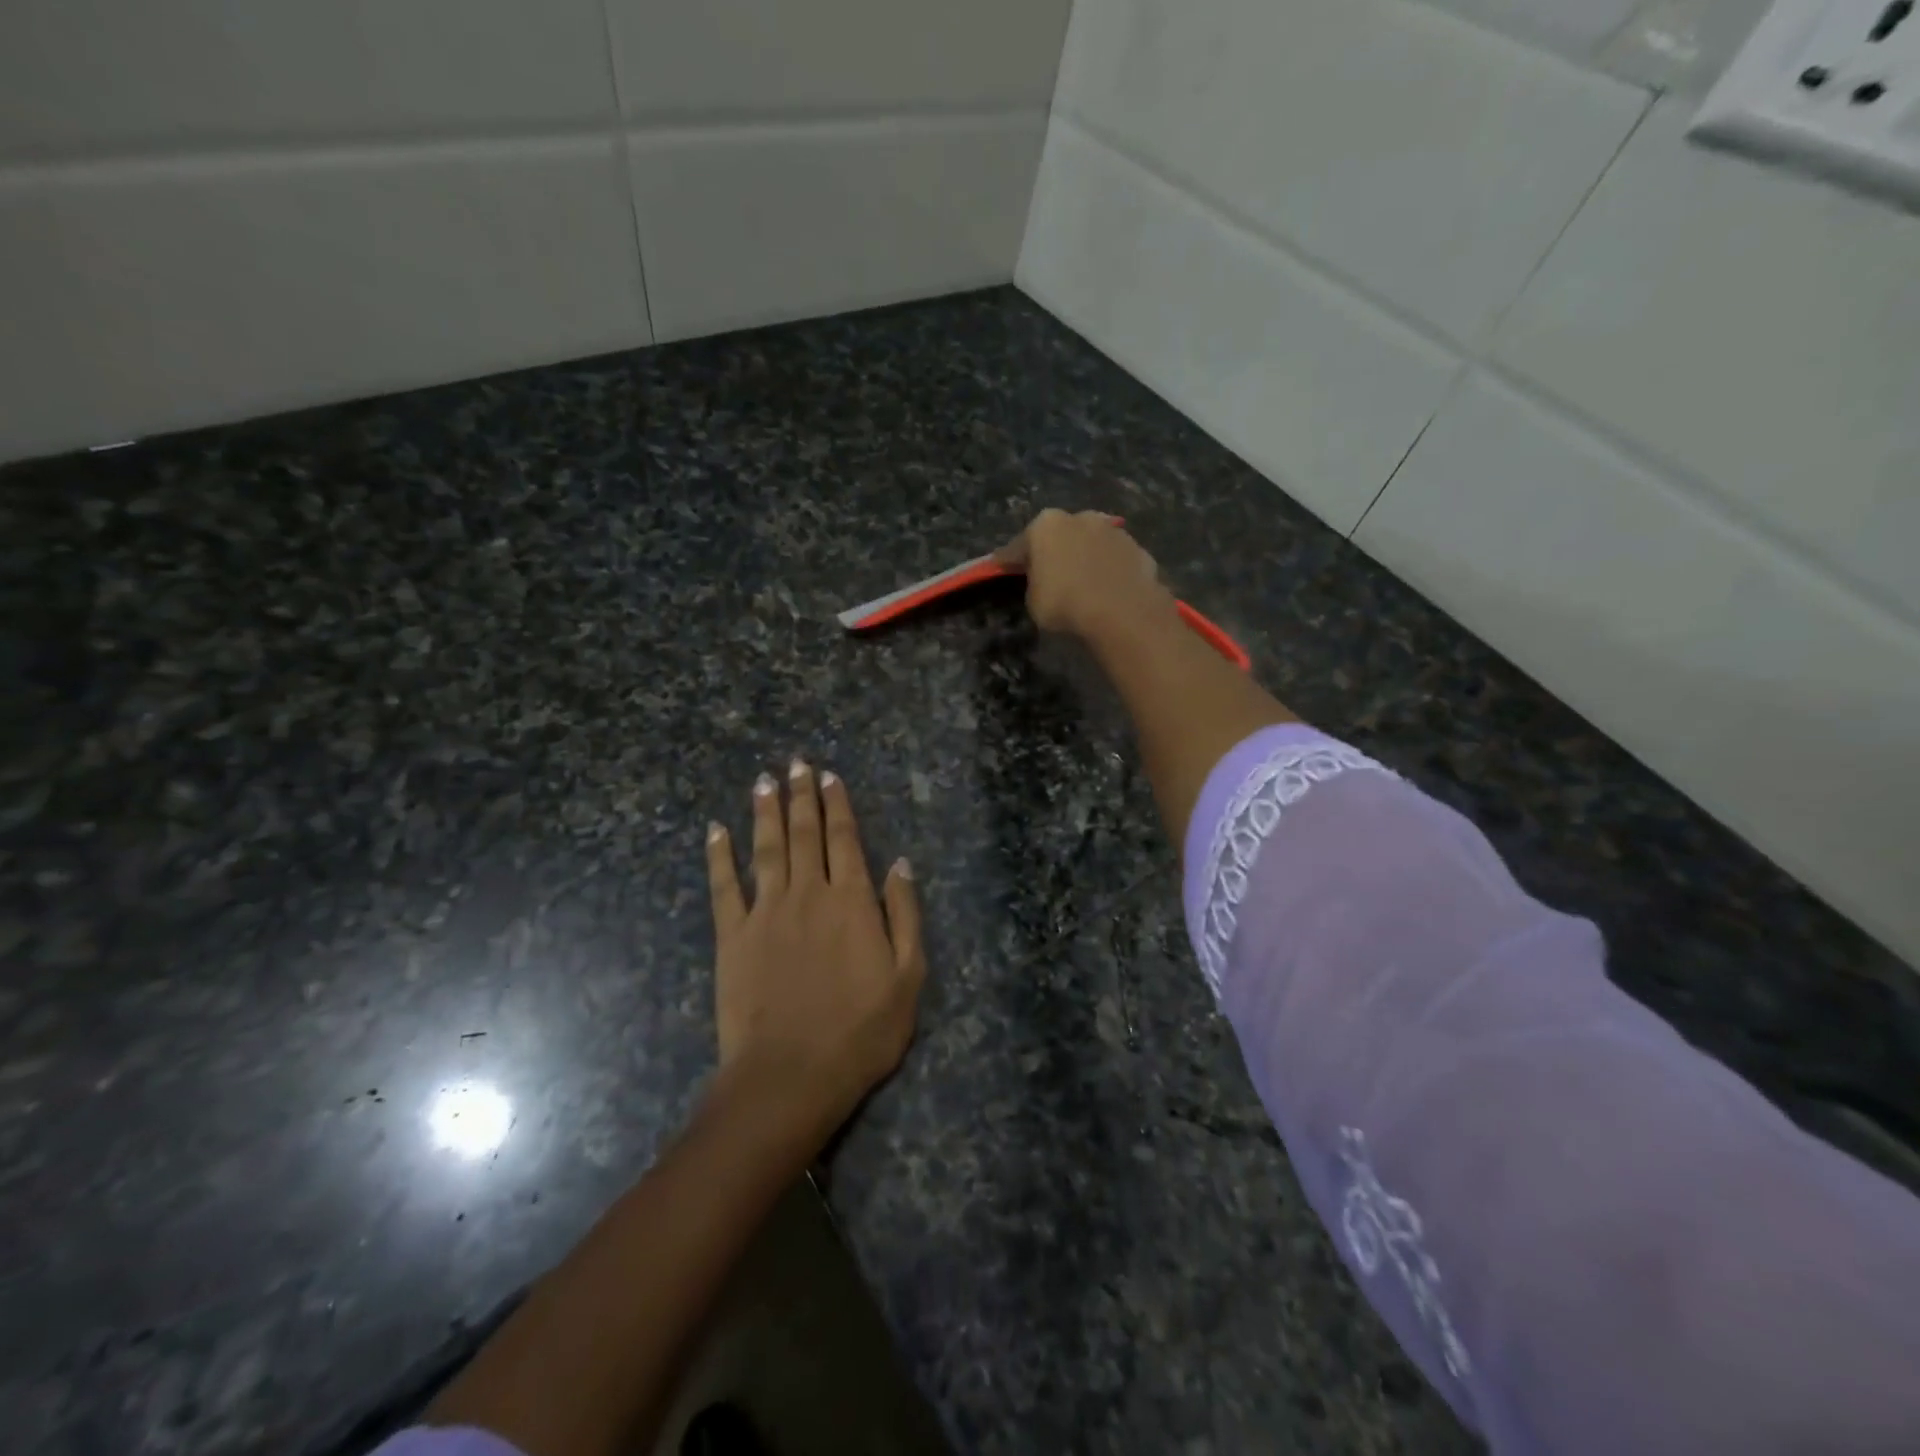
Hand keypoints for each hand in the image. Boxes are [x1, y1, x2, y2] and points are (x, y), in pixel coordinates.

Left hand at [705, 760, 925, 1142]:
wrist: (790, 1076)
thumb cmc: (860, 1032)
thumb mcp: (909, 978)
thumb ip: (905, 915)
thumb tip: (900, 863)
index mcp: (851, 901)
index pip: (844, 839)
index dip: (838, 805)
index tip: (830, 776)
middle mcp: (808, 893)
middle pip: (804, 833)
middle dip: (802, 795)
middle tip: (797, 762)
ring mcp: (766, 912)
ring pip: (766, 847)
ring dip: (765, 810)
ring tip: (764, 779)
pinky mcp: (732, 936)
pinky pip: (724, 886)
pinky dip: (719, 855)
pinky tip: (716, 829)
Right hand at [995, 508, 1178, 641]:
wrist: (1124, 612)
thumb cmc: (1065, 603)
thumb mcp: (1033, 600)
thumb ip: (1034, 583)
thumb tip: (1043, 579)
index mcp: (1045, 525)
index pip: (1018, 545)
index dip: (1009, 560)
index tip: (1002, 568)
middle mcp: (1080, 518)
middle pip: (1060, 536)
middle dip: (1053, 551)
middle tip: (1048, 573)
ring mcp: (1113, 531)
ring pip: (1091, 544)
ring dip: (1085, 558)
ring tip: (1083, 583)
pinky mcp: (1139, 549)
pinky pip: (1115, 561)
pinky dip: (1110, 571)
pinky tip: (1108, 590)